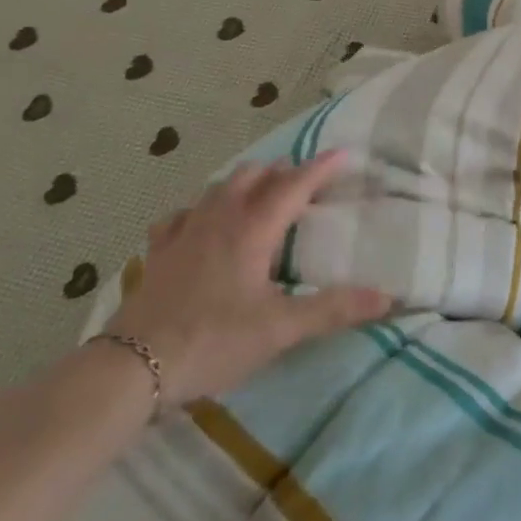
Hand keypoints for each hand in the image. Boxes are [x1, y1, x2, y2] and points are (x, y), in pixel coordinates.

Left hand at [105, 151, 391, 404]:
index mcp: (252, 229)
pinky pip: (183, 215)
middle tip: (304, 181)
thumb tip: (387, 296)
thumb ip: (333, 309)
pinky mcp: (159, 252)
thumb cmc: (213, 341)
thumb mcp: (280, 329)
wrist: (133, 367)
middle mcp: (219, 219)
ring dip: (246, 182)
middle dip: (281, 171)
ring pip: (219, 188)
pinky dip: (202, 209)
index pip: (294, 185)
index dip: (321, 168)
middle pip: (253, 176)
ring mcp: (184, 232)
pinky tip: (201, 222)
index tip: (343, 153)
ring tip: (261, 192)